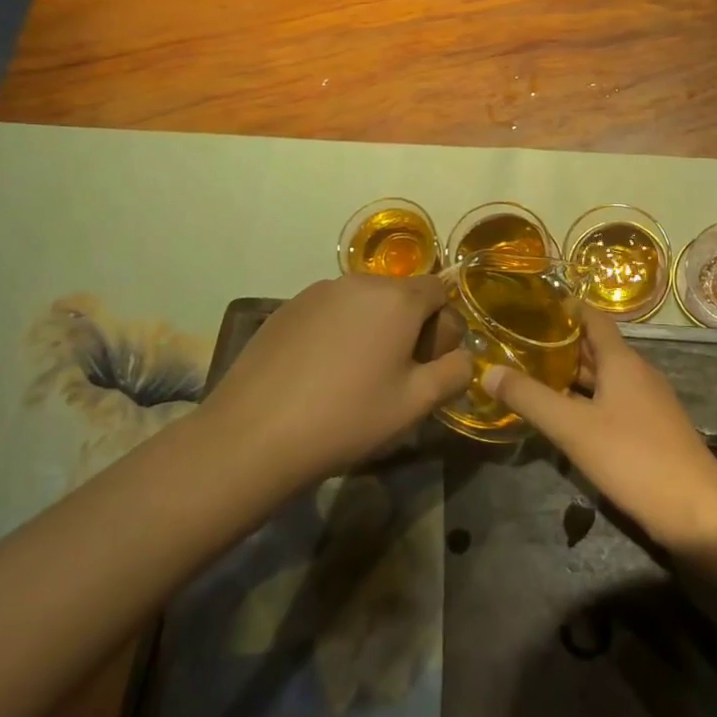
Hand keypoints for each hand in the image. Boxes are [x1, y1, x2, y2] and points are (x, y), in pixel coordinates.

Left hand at [203, 274, 472, 492]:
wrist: (254, 435)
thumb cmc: (348, 417)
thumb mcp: (416, 404)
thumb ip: (455, 373)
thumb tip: (463, 358)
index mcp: (398, 298)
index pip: (440, 291)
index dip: (443, 327)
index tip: (428, 365)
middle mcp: (360, 281)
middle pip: (401, 295)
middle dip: (408, 327)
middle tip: (394, 376)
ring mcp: (318, 291)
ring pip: (364, 303)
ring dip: (372, 329)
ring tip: (354, 377)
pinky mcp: (287, 308)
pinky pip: (330, 312)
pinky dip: (337, 333)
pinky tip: (319, 375)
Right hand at [481, 309, 716, 548]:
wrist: (697, 510)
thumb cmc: (633, 457)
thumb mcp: (573, 428)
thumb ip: (530, 398)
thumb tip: (488, 371)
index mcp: (622, 361)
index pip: (594, 318)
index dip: (566, 308)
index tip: (532, 305)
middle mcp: (637, 373)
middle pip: (596, 348)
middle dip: (561, 344)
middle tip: (519, 343)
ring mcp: (648, 402)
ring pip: (604, 378)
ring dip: (572, 375)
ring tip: (533, 376)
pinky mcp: (651, 429)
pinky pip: (613, 402)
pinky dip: (587, 400)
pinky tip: (565, 417)